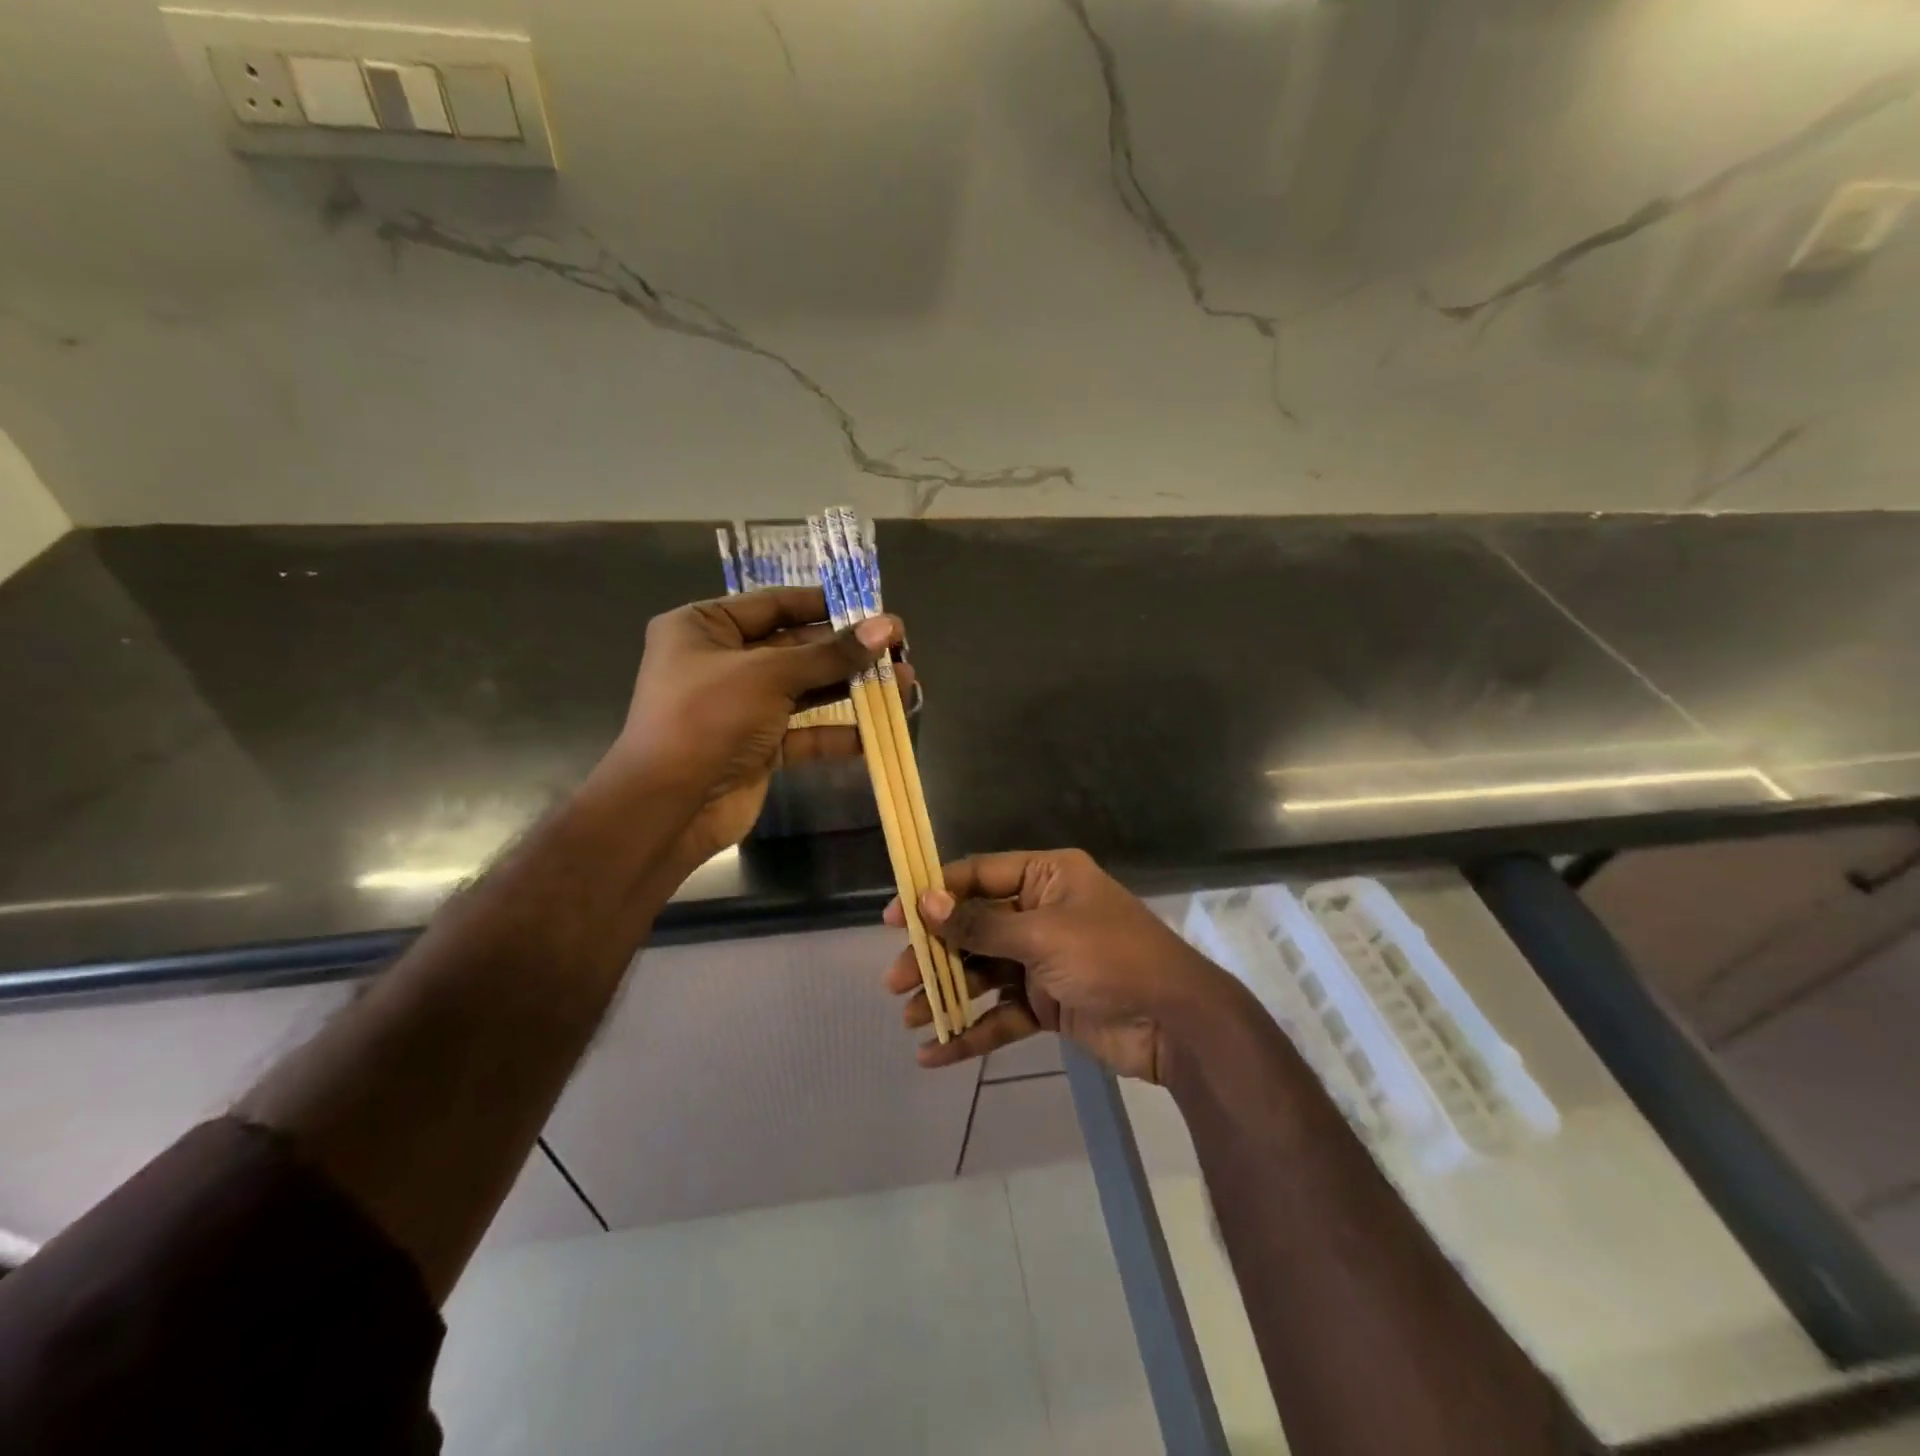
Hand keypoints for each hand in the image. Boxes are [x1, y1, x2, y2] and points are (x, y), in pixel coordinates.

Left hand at [604, 587, 906, 862]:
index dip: (824, 605)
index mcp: (703, 627)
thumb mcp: (769, 675)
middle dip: (847, 649)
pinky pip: (805, 731)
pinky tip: (877, 730)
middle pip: (795, 647)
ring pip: (806, 690)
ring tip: (903, 681)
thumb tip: (886, 627)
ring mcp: (741, 707)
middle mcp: (721, 662)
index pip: (773, 604)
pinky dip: (838, 732)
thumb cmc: (707, 719)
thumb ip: (830, 654)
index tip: (872, 607)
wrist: (669, 807)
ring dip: (851, 687)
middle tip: (898, 646)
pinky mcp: (759, 747)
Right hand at [883, 848, 1236, 1082]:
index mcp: (1046, 876)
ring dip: (947, 994)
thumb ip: (982, 923)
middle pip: (974, 927)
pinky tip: (936, 1054)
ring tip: (910, 1018)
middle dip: (934, 954)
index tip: (893, 920)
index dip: (933, 894)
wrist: (1176, 1025)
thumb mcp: (1043, 936)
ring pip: (983, 972)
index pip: (977, 875)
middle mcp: (1042, 911)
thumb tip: (925, 903)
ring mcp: (1044, 959)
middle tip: (894, 981)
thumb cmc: (1111, 960)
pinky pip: (1002, 1012)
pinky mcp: (1048, 1002)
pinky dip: (972, 1031)